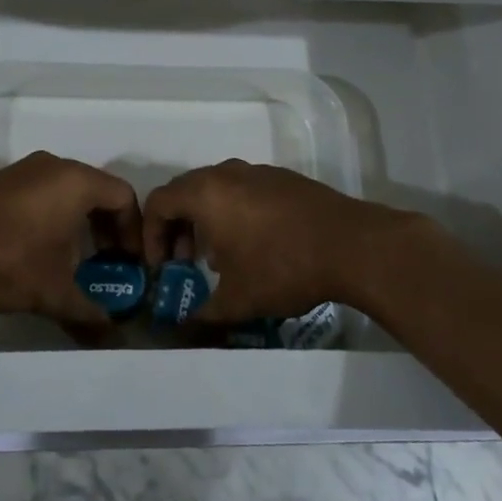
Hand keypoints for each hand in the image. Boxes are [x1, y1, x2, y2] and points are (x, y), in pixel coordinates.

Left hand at [0, 152, 139, 323]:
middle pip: (97, 191)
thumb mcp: (52, 292)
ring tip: (74, 261)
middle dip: (108, 228)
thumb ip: (87, 313)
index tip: (130, 264)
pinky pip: (43, 192)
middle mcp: (55, 165)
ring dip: (79, 223)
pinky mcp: (2, 181)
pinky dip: (54, 216)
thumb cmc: (7, 258)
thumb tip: (111, 337)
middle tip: (107, 263)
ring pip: (68, 191)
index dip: (133, 231)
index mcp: (77, 181)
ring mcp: (25, 170)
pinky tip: (40, 250)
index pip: (124, 196)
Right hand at [142, 159, 408, 321]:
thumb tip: (186, 328)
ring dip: (206, 219)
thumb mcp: (238, 301)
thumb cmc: (282, 267)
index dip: (151, 235)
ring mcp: (257, 171)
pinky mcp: (283, 178)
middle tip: (184, 262)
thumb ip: (204, 314)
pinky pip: (243, 189)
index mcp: (205, 193)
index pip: (158, 202)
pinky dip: (234, 211)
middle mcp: (226, 173)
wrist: (351, 244)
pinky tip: (255, 245)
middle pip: (184, 191)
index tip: (162, 266)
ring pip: (215, 188)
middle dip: (177, 227)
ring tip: (219, 258)